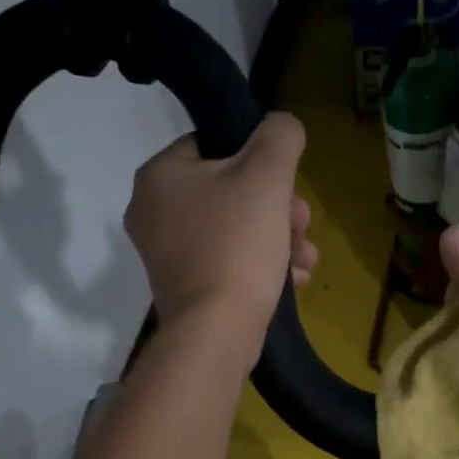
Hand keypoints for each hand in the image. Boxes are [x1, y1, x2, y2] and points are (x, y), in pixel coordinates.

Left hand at [125, 113, 317, 362]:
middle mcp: (153, 212)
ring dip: (278, 240)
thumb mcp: (267, 176)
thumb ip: (279, 136)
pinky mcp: (185, 289)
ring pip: (235, 230)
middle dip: (278, 209)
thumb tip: (282, 126)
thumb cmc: (237, 246)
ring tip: (305, 260)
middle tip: (303, 227)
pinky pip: (228, 263)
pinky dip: (260, 267)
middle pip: (230, 191)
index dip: (260, 161)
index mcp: (159, 175)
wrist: (217, 332)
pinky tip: (292, 281)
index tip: (288, 188)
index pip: (214, 145)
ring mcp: (167, 255)